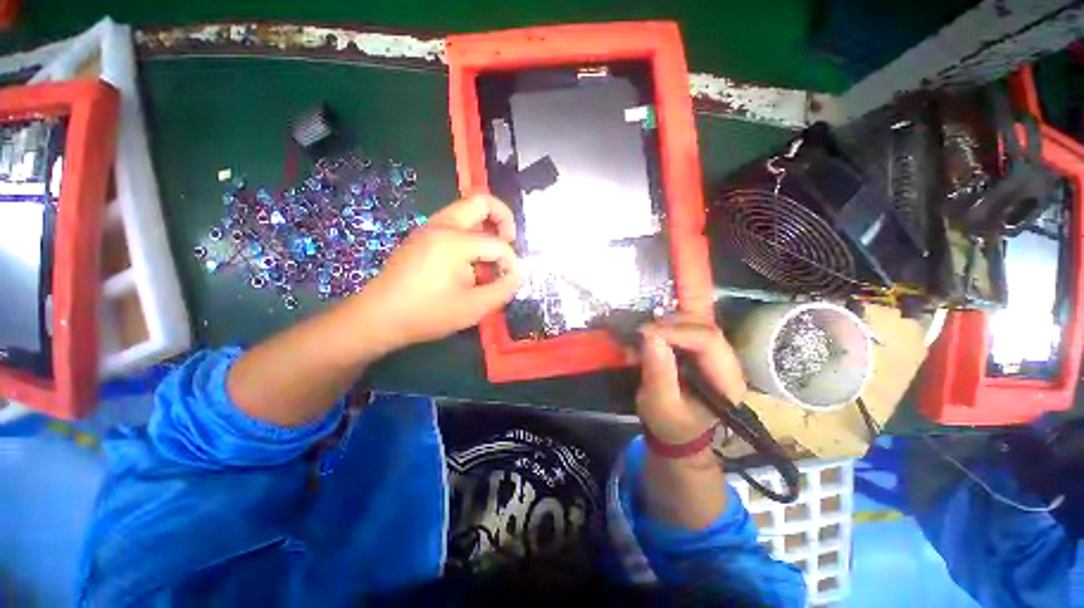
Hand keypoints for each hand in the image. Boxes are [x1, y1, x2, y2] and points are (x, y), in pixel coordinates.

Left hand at [359, 194, 523, 352]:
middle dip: (503, 219)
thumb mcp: (475, 307)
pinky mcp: (422, 237)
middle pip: (481, 202)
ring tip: (491, 256)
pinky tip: (470, 262)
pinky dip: (470, 234)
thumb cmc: (428, 314)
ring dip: (486, 227)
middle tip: (510, 243)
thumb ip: (504, 288)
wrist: (378, 318)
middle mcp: (441, 225)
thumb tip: (520, 273)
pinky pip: (453, 224)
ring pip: (466, 211)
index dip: (512, 262)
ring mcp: (428, 228)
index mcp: (454, 240)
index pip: (498, 243)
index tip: (513, 281)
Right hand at [636, 315, 747, 444]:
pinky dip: (670, 323)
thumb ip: (658, 373)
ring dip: (670, 320)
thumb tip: (650, 336)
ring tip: (647, 330)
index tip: (645, 334)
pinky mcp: (702, 349)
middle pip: (706, 326)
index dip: (676, 331)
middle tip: (644, 330)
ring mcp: (716, 353)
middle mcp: (728, 362)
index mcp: (726, 381)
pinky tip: (654, 329)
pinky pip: (690, 325)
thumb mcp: (659, 404)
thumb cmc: (670, 423)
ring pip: (700, 320)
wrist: (677, 431)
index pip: (709, 341)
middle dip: (672, 322)